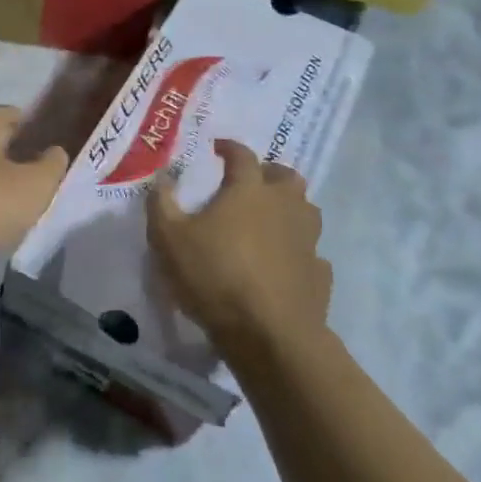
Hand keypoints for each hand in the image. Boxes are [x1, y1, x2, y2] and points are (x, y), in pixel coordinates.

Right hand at [147, 139, 331, 355]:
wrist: (269, 334)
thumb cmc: (215, 276)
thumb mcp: (169, 239)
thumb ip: (161, 204)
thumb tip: (161, 178)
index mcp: (249, 190)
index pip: (242, 155)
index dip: (229, 148)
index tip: (218, 148)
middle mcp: (285, 206)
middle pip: (286, 176)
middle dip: (268, 173)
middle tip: (250, 182)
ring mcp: (308, 239)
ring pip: (306, 210)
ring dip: (289, 208)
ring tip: (268, 220)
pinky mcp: (319, 273)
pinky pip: (311, 251)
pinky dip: (298, 250)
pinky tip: (284, 263)